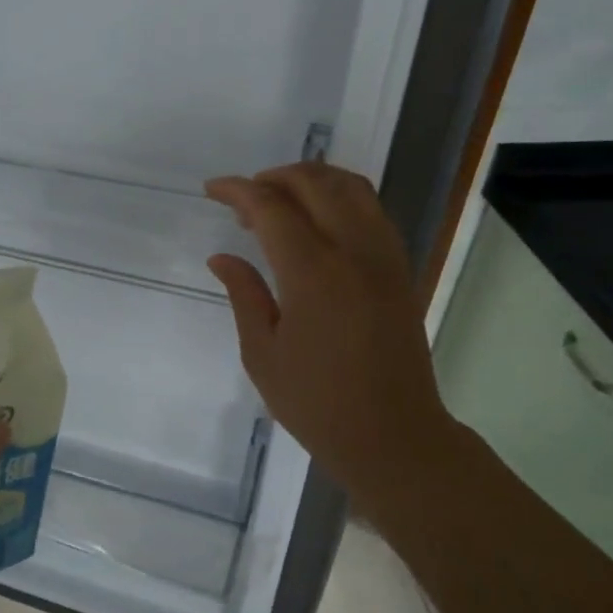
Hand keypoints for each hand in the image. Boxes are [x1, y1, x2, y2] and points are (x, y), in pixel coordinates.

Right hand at [205, 164, 455, 513]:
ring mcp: (384, 258)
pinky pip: (372, 211)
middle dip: (274, 177)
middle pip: (316, 184)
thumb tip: (222, 258)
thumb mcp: (263, 353)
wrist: (392, 436)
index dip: (238, 191)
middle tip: (243, 196)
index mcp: (313, 273)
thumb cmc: (317, 403)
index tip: (212, 189)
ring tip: (279, 197)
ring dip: (312, 180)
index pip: (272, 208)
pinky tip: (319, 220)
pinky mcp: (400, 270)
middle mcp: (354, 252)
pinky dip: (341, 198)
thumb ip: (244, 295)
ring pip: (352, 188)